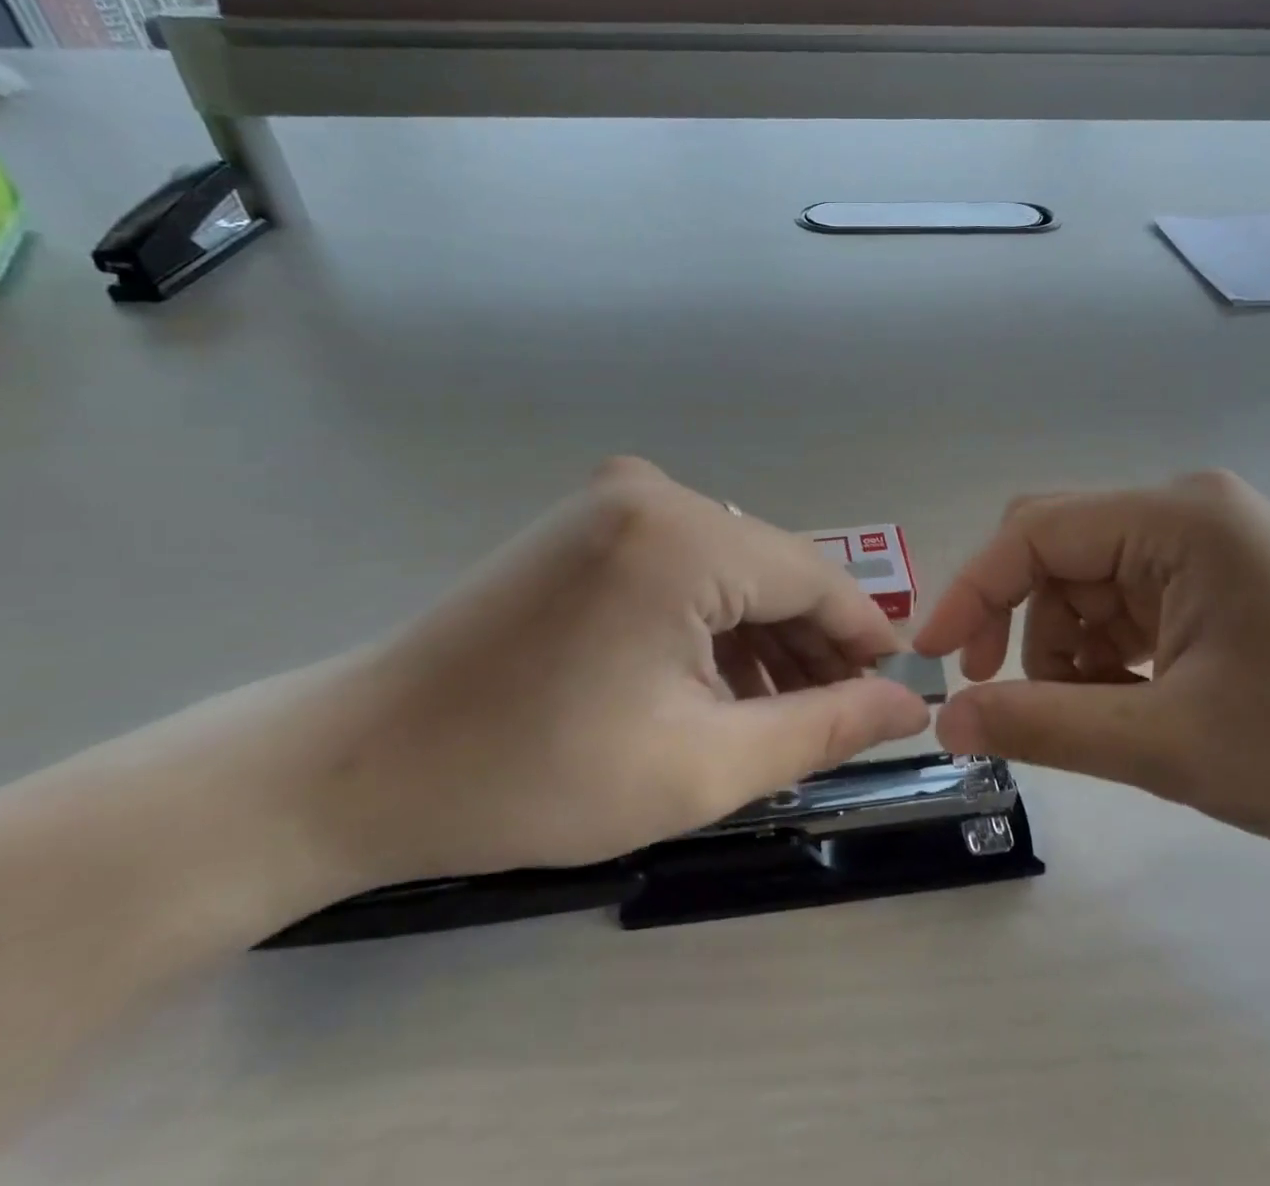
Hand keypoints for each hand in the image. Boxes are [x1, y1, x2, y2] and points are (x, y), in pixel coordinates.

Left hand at [285, 458, 928, 888]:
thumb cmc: (533, 776)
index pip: (815, 577)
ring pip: (731, 567)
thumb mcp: (700, 765)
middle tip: (842, 717)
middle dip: (812, 645)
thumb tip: (906, 705)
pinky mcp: (589, 521)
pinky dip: (713, 619)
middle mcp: (656, 493)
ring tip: (782, 712)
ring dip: (763, 636)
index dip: (865, 637)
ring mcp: (615, 500)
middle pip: (773, 569)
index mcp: (684, 537)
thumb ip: (822, 727)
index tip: (897, 691)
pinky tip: (719, 680)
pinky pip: (685, 563)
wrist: (363, 761)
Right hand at [916, 472, 1269, 898]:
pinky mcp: (1223, 577)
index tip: (933, 660)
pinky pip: (1129, 601)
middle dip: (1019, 623)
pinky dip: (1110, 652)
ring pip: (1088, 583)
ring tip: (1102, 719)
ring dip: (1069, 648)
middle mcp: (1185, 511)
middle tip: (1006, 701)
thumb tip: (946, 722)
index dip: (970, 592)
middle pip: (1057, 551)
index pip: (1033, 532)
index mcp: (1175, 520)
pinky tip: (1137, 703)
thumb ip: (1045, 726)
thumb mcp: (1173, 746)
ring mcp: (1207, 543)